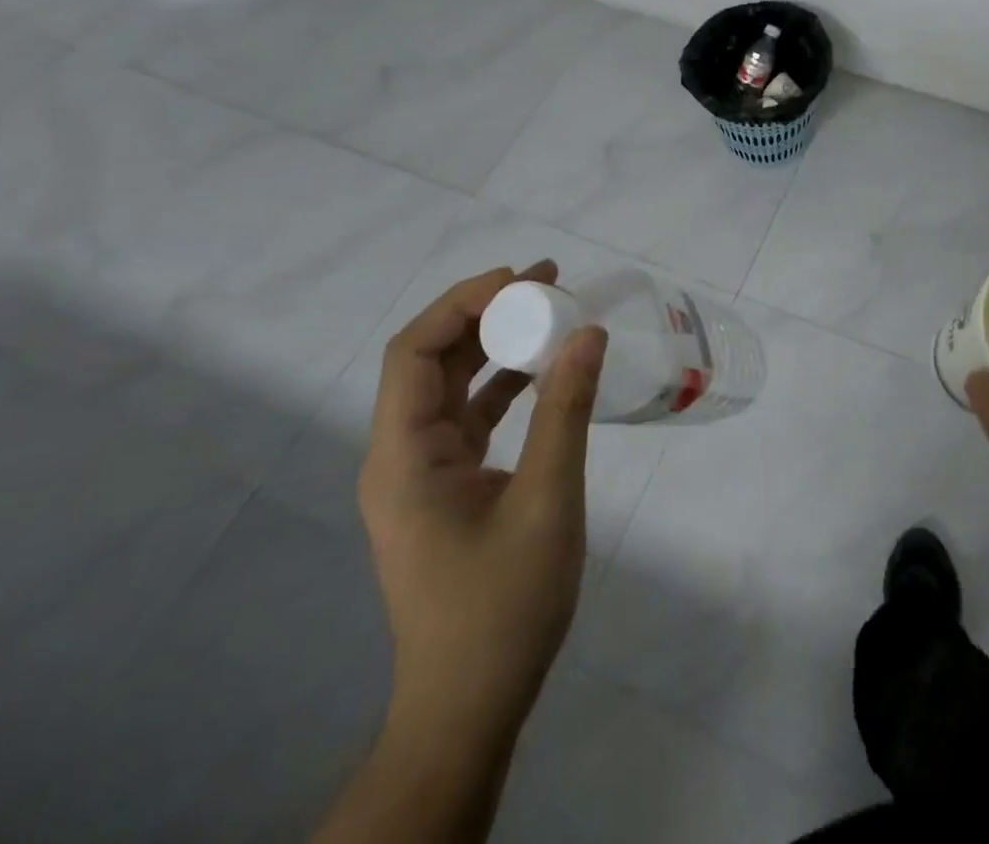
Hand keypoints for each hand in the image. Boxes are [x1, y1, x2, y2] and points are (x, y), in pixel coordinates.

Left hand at [358, 261, 606, 737]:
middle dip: (486, 315)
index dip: (463, 304)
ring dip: (496, 346)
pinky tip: (545, 369)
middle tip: (547, 284)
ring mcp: (422, 473)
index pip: (415, 352)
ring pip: (452, 387)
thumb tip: (587, 332)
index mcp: (404, 456)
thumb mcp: (547, 500)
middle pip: (431, 361)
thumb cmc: (502, 607)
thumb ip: (566, 411)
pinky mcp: (447, 488)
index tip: (523, 282)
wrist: (470, 706)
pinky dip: (504, 385)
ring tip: (551, 313)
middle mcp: (401, 455)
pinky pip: (470, 417)